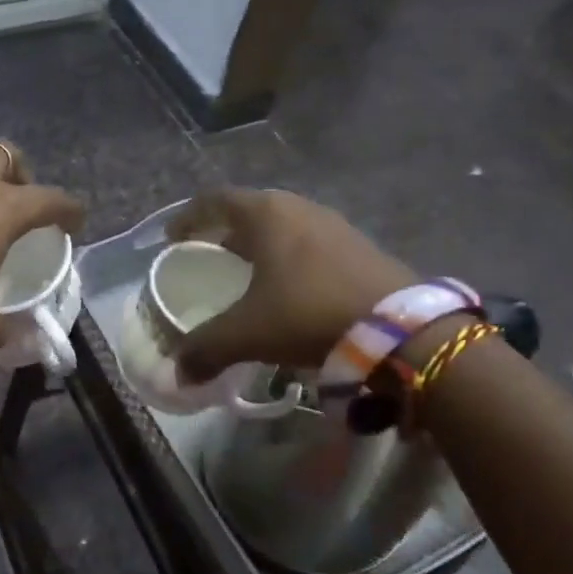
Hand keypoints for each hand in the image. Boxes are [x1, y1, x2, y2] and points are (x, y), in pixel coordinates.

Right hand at [166, 188, 415, 381]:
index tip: (173, 238)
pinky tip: (289, 290)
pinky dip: (289, 259)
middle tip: (208, 257)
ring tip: (246, 274)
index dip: (188, 217)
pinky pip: (310, 244)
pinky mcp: (360, 247)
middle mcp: (299, 208)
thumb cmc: (308, 313)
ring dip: (260, 246)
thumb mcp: (248, 333)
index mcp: (266, 214)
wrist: (400, 331)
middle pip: (250, 211)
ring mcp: (334, 225)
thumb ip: (206, 349)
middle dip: (224, 233)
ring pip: (283, 227)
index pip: (215, 200)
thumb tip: (178, 373)